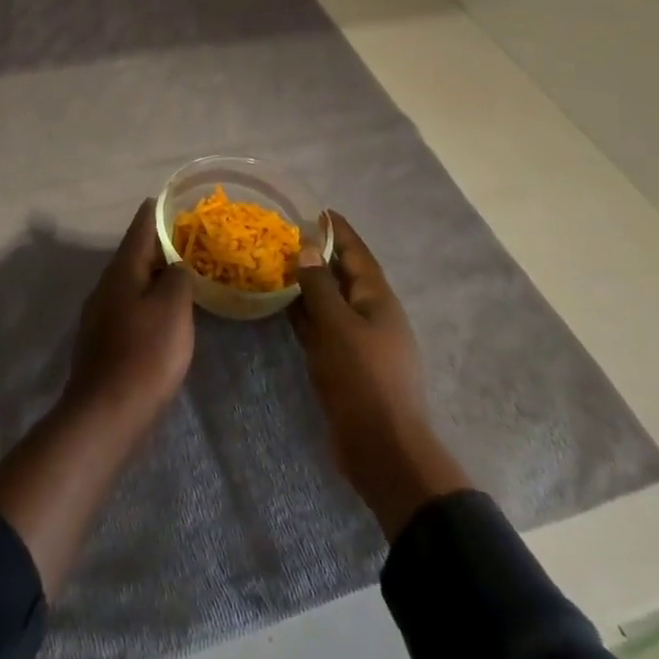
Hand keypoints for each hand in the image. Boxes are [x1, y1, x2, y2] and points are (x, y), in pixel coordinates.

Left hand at [63, 199, 194, 432]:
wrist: (107, 412)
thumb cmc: (145, 353)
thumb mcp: (173, 308)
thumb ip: (176, 277)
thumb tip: (173, 266)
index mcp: (121, 271)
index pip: (140, 228)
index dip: (157, 212)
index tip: (171, 199)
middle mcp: (106, 286)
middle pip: (133, 255)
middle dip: (158, 243)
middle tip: (188, 236)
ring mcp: (100, 314)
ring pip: (131, 282)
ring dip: (153, 273)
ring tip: (181, 271)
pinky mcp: (103, 341)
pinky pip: (129, 306)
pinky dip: (148, 299)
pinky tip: (164, 312)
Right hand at [291, 211, 470, 538]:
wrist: (382, 449)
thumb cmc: (363, 379)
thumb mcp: (337, 326)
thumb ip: (319, 286)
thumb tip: (307, 247)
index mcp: (378, 299)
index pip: (356, 253)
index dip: (337, 230)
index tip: (315, 210)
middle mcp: (370, 314)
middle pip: (342, 275)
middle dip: (318, 254)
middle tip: (284, 235)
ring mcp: (358, 340)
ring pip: (329, 302)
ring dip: (307, 284)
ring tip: (276, 263)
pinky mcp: (344, 364)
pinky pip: (321, 328)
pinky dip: (303, 314)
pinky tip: (280, 305)